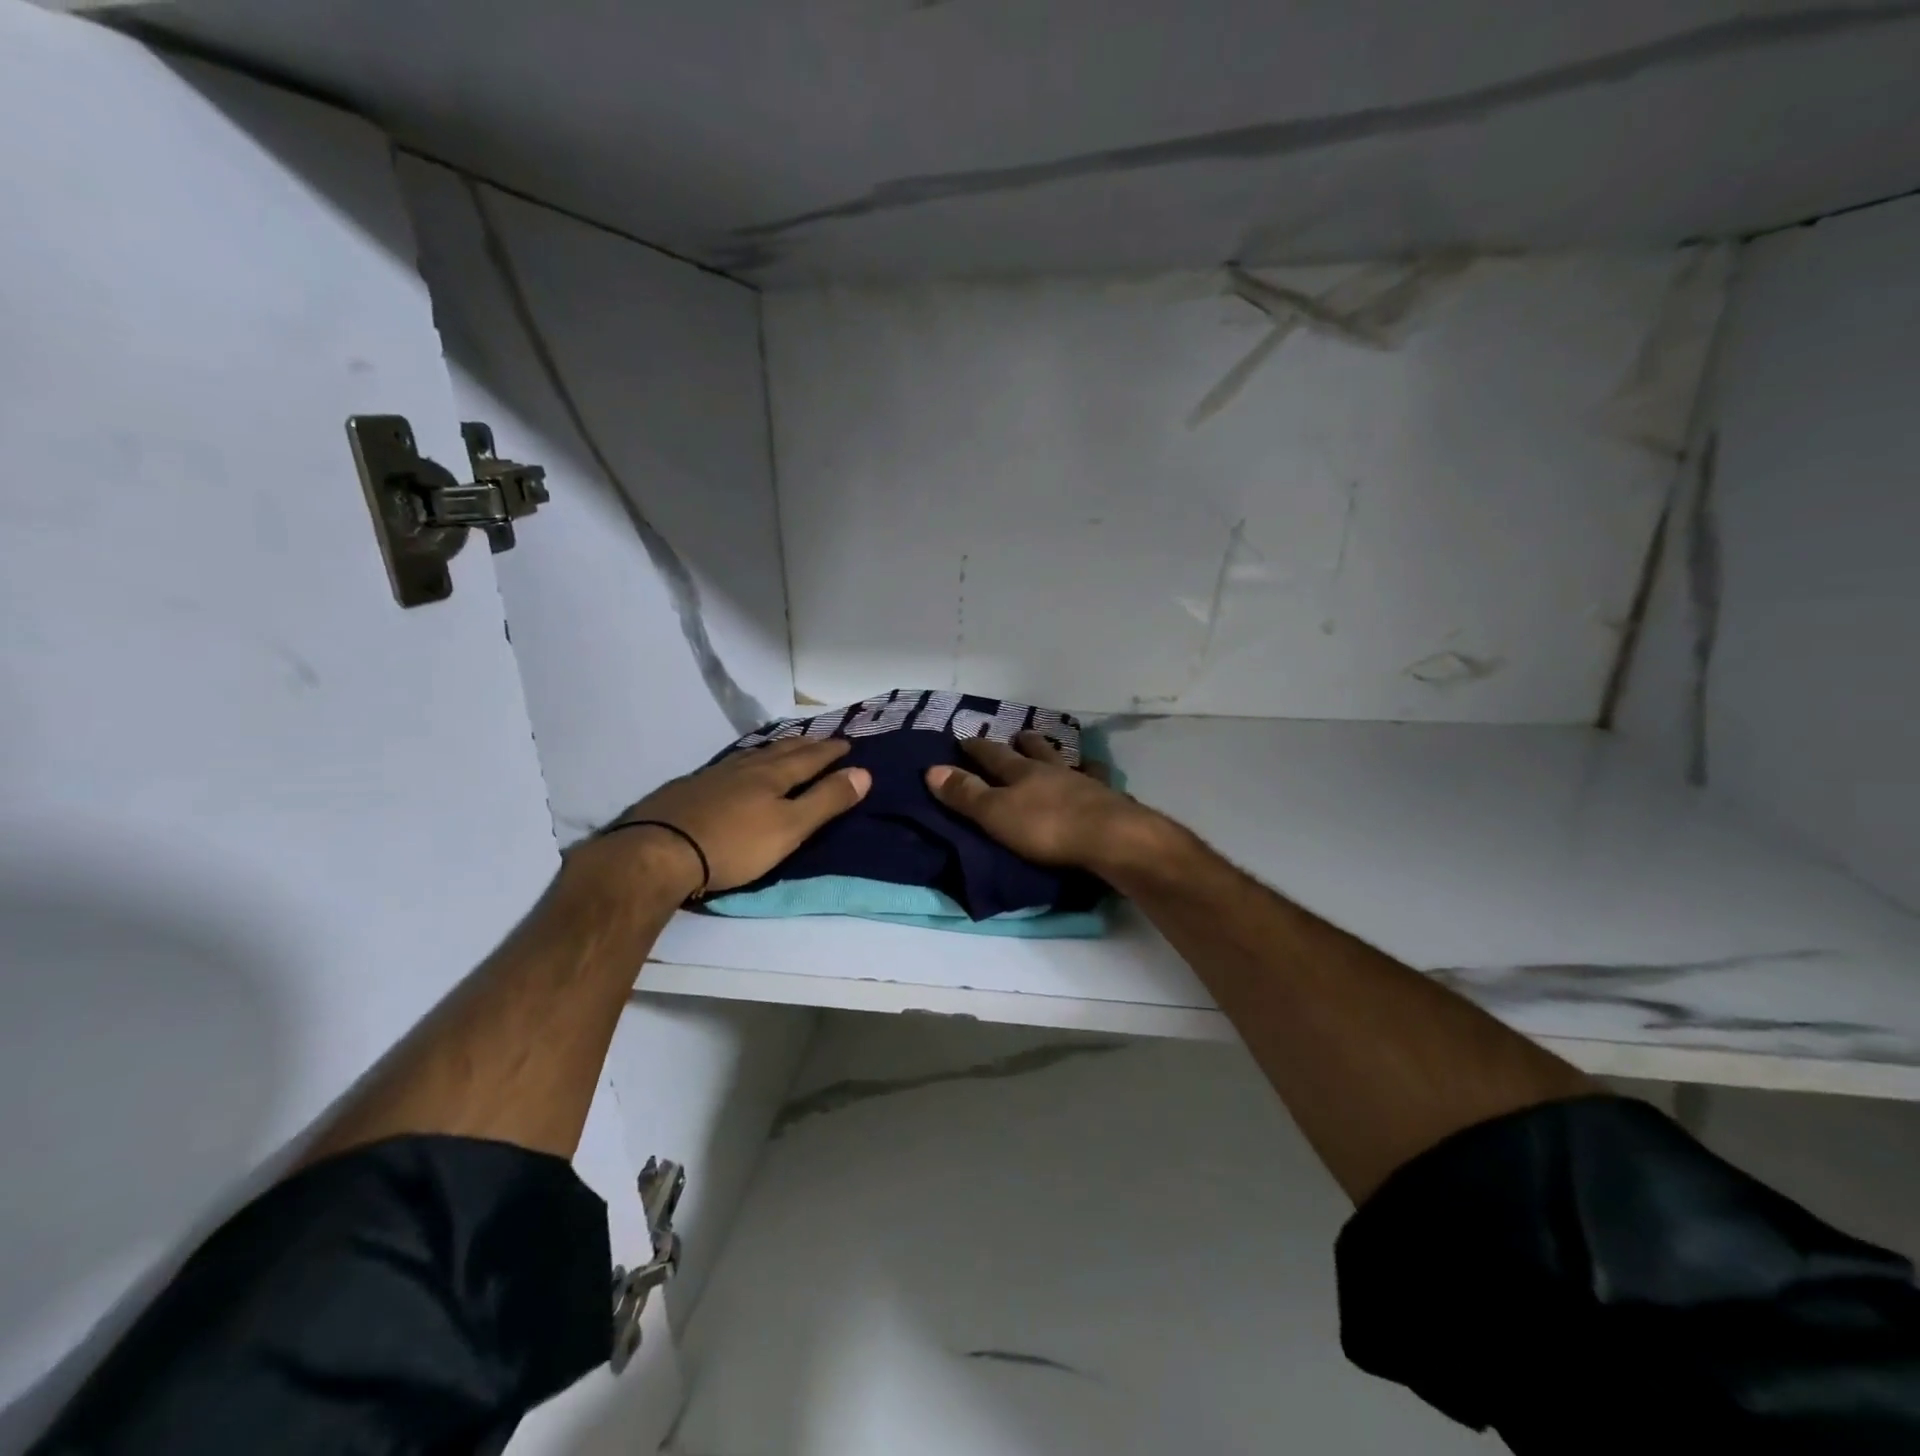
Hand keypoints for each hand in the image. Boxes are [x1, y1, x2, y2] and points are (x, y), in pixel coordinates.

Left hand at [602, 738, 870, 895]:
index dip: (830, 752)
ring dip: (773, 751)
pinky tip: (735, 772)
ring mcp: (712, 777)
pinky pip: (726, 768)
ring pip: (750, 757)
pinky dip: (743, 764)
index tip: (847, 743)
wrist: (657, 853)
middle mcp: (744, 769)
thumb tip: (864, 772)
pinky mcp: (686, 791)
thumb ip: (826, 801)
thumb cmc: (733, 845)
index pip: (809, 758)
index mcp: (772, 776)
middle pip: (780, 751)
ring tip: (783, 748)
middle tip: (820, 739)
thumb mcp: (790, 828)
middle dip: (804, 745)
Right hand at [925, 731, 1168, 876]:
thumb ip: (966, 794)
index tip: (966, 738)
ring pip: (1067, 762)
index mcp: (1022, 773)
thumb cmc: (1046, 828)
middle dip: (1023, 744)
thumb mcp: (995, 813)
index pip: (993, 755)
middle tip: (1018, 735)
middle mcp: (1053, 770)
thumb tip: (931, 769)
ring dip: (1058, 755)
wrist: (1111, 838)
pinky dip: (1094, 776)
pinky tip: (1098, 777)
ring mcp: (1084, 783)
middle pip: (1035, 752)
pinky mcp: (1110, 800)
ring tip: (1057, 751)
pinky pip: (1099, 782)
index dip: (978, 748)